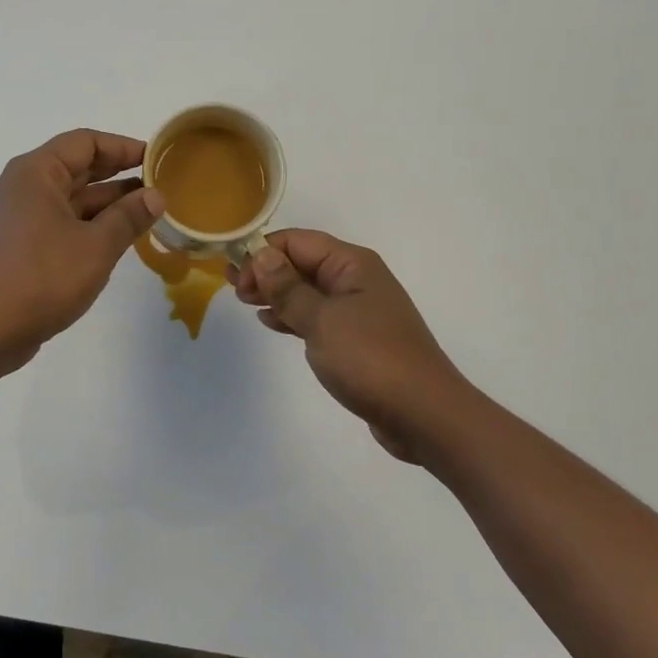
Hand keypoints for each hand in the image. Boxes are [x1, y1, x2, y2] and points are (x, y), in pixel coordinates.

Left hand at [0, 129, 164, 373]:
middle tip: (159, 184)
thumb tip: (156, 195)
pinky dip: (89, 225)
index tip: (157, 159)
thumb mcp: (96, 246)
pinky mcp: (19, 245)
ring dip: (107, 203)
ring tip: (148, 213)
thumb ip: (129, 217)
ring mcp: (18, 217)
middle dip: (118, 174)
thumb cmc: (41, 278)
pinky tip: (117, 238)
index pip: (85, 142)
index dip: (123, 147)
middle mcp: (23, 187)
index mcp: (36, 173)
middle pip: (77, 167)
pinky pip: (60, 222)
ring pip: (70, 198)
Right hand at [233, 230, 473, 463]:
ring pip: (307, 290)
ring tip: (245, 303)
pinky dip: (292, 315)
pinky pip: (317, 315)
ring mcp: (358, 309)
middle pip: (302, 262)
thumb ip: (288, 287)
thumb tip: (261, 254)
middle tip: (233, 290)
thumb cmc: (371, 359)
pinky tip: (272, 323)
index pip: (297, 241)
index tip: (236, 280)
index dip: (263, 254)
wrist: (424, 415)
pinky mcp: (357, 338)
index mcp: (352, 264)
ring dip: (277, 293)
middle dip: (267, 271)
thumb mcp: (321, 320)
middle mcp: (356, 279)